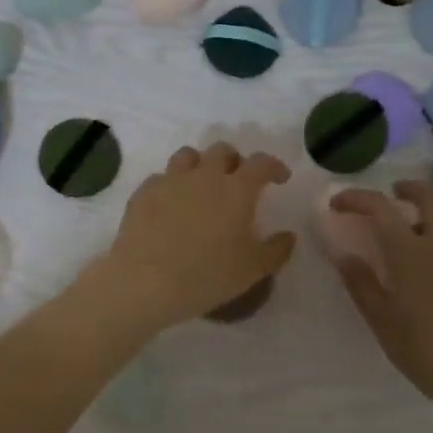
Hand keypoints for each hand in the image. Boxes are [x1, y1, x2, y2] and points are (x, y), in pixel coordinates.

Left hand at [98, 143, 295, 331]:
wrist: (146, 282)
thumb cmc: (207, 276)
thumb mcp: (252, 270)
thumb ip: (276, 249)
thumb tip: (289, 235)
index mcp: (236, 190)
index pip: (261, 163)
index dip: (273, 166)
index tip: (279, 178)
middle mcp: (204, 176)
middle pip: (222, 150)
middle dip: (234, 161)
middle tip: (237, 180)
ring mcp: (170, 181)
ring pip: (188, 156)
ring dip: (200, 165)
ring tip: (201, 185)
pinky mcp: (143, 193)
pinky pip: (160, 178)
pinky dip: (171, 185)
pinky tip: (170, 205)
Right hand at [330, 182, 432, 416]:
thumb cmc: (423, 351)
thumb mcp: (381, 320)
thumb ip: (361, 283)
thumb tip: (344, 255)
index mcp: (412, 252)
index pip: (381, 208)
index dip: (357, 199)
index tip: (339, 204)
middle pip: (431, 195)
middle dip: (408, 188)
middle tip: (393, 194)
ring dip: (430, 213)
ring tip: (415, 232)